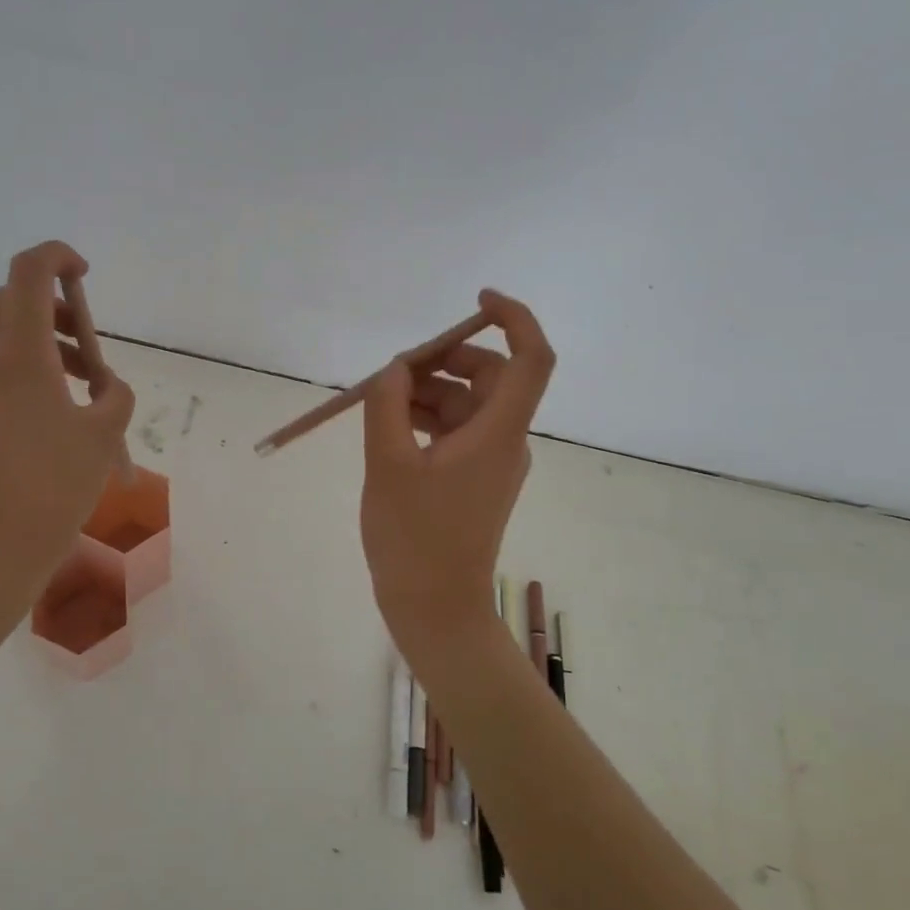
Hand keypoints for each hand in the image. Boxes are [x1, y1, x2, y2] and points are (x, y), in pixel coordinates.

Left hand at [0, 241, 134, 672]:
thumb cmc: (53, 487)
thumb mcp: (104, 436)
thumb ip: (114, 396)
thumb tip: (103, 387)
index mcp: (19, 355)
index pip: (28, 272)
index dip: (56, 256)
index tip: (83, 273)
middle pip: (11, 303)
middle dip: (53, 308)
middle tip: (87, 347)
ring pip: (1, 341)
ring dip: (42, 345)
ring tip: (82, 392)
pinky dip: (25, 375)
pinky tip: (53, 421)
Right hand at [360, 289, 554, 645]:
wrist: (435, 609)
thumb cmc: (414, 539)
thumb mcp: (388, 464)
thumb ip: (388, 406)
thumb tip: (395, 370)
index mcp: (498, 433)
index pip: (530, 358)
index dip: (514, 318)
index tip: (476, 300)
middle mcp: (505, 441)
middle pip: (491, 376)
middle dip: (445, 360)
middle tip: (395, 370)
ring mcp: (491, 462)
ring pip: (468, 404)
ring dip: (428, 391)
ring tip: (379, 400)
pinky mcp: (474, 480)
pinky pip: (456, 431)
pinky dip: (427, 419)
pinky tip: (389, 425)